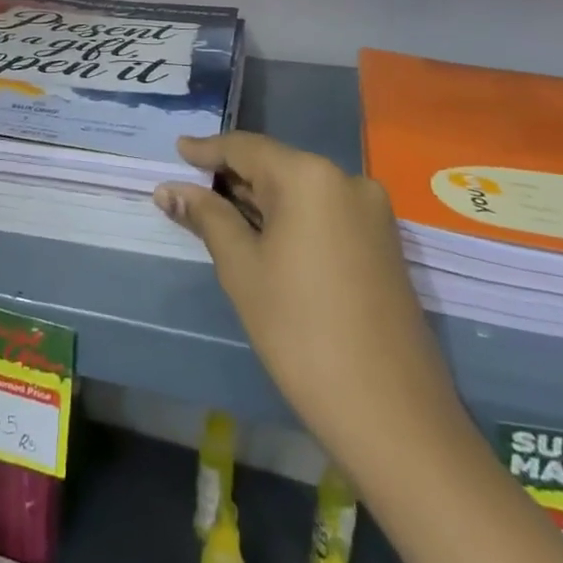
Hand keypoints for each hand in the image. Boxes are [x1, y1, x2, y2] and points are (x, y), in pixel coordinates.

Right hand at [154, 131, 458, 463]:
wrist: (393, 414)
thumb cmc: (300, 332)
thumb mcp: (242, 269)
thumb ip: (206, 217)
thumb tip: (169, 189)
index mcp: (309, 176)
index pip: (245, 148)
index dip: (207, 149)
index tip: (177, 149)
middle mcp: (346, 179)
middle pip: (275, 165)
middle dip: (232, 177)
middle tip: (190, 187)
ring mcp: (372, 211)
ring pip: (300, 190)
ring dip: (260, 199)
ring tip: (218, 211)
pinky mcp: (383, 242)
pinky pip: (324, 212)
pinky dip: (290, 217)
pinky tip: (263, 234)